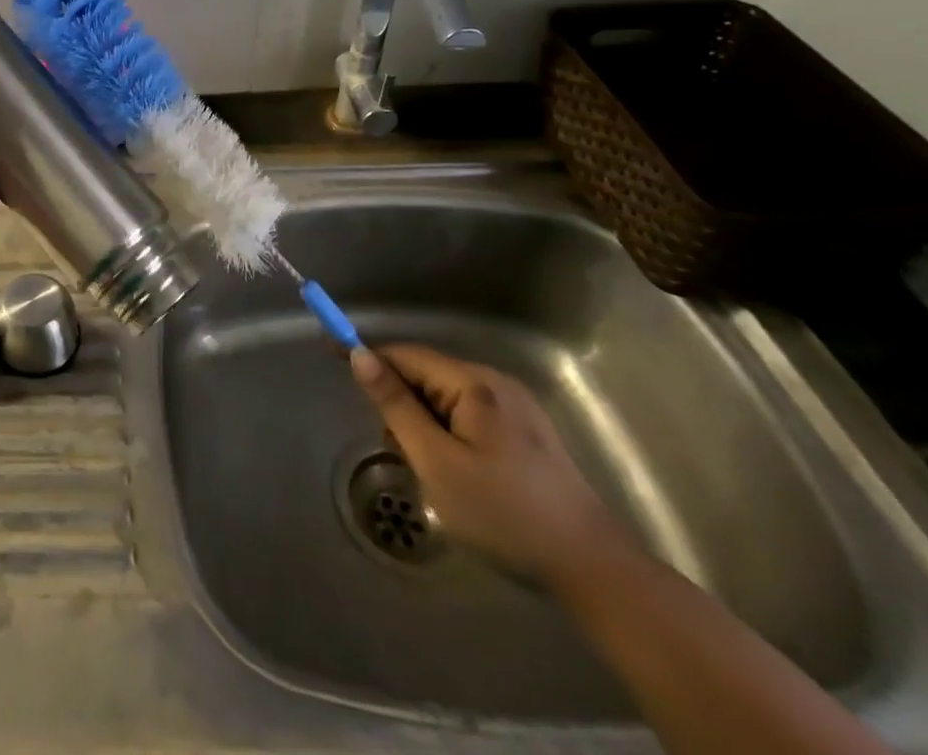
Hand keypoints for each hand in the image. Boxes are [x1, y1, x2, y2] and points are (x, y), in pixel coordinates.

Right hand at [350, 343, 633, 589]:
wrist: (594, 572)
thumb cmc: (505, 514)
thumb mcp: (436, 461)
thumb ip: (395, 405)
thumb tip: (359, 355)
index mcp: (475, 384)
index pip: (407, 355)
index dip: (369, 357)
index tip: (333, 359)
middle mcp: (497, 384)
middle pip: (427, 376)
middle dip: (402, 404)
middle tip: (399, 453)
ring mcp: (517, 409)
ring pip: (447, 399)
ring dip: (425, 425)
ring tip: (432, 474)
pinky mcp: (527, 434)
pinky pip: (469, 417)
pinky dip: (449, 435)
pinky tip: (458, 476)